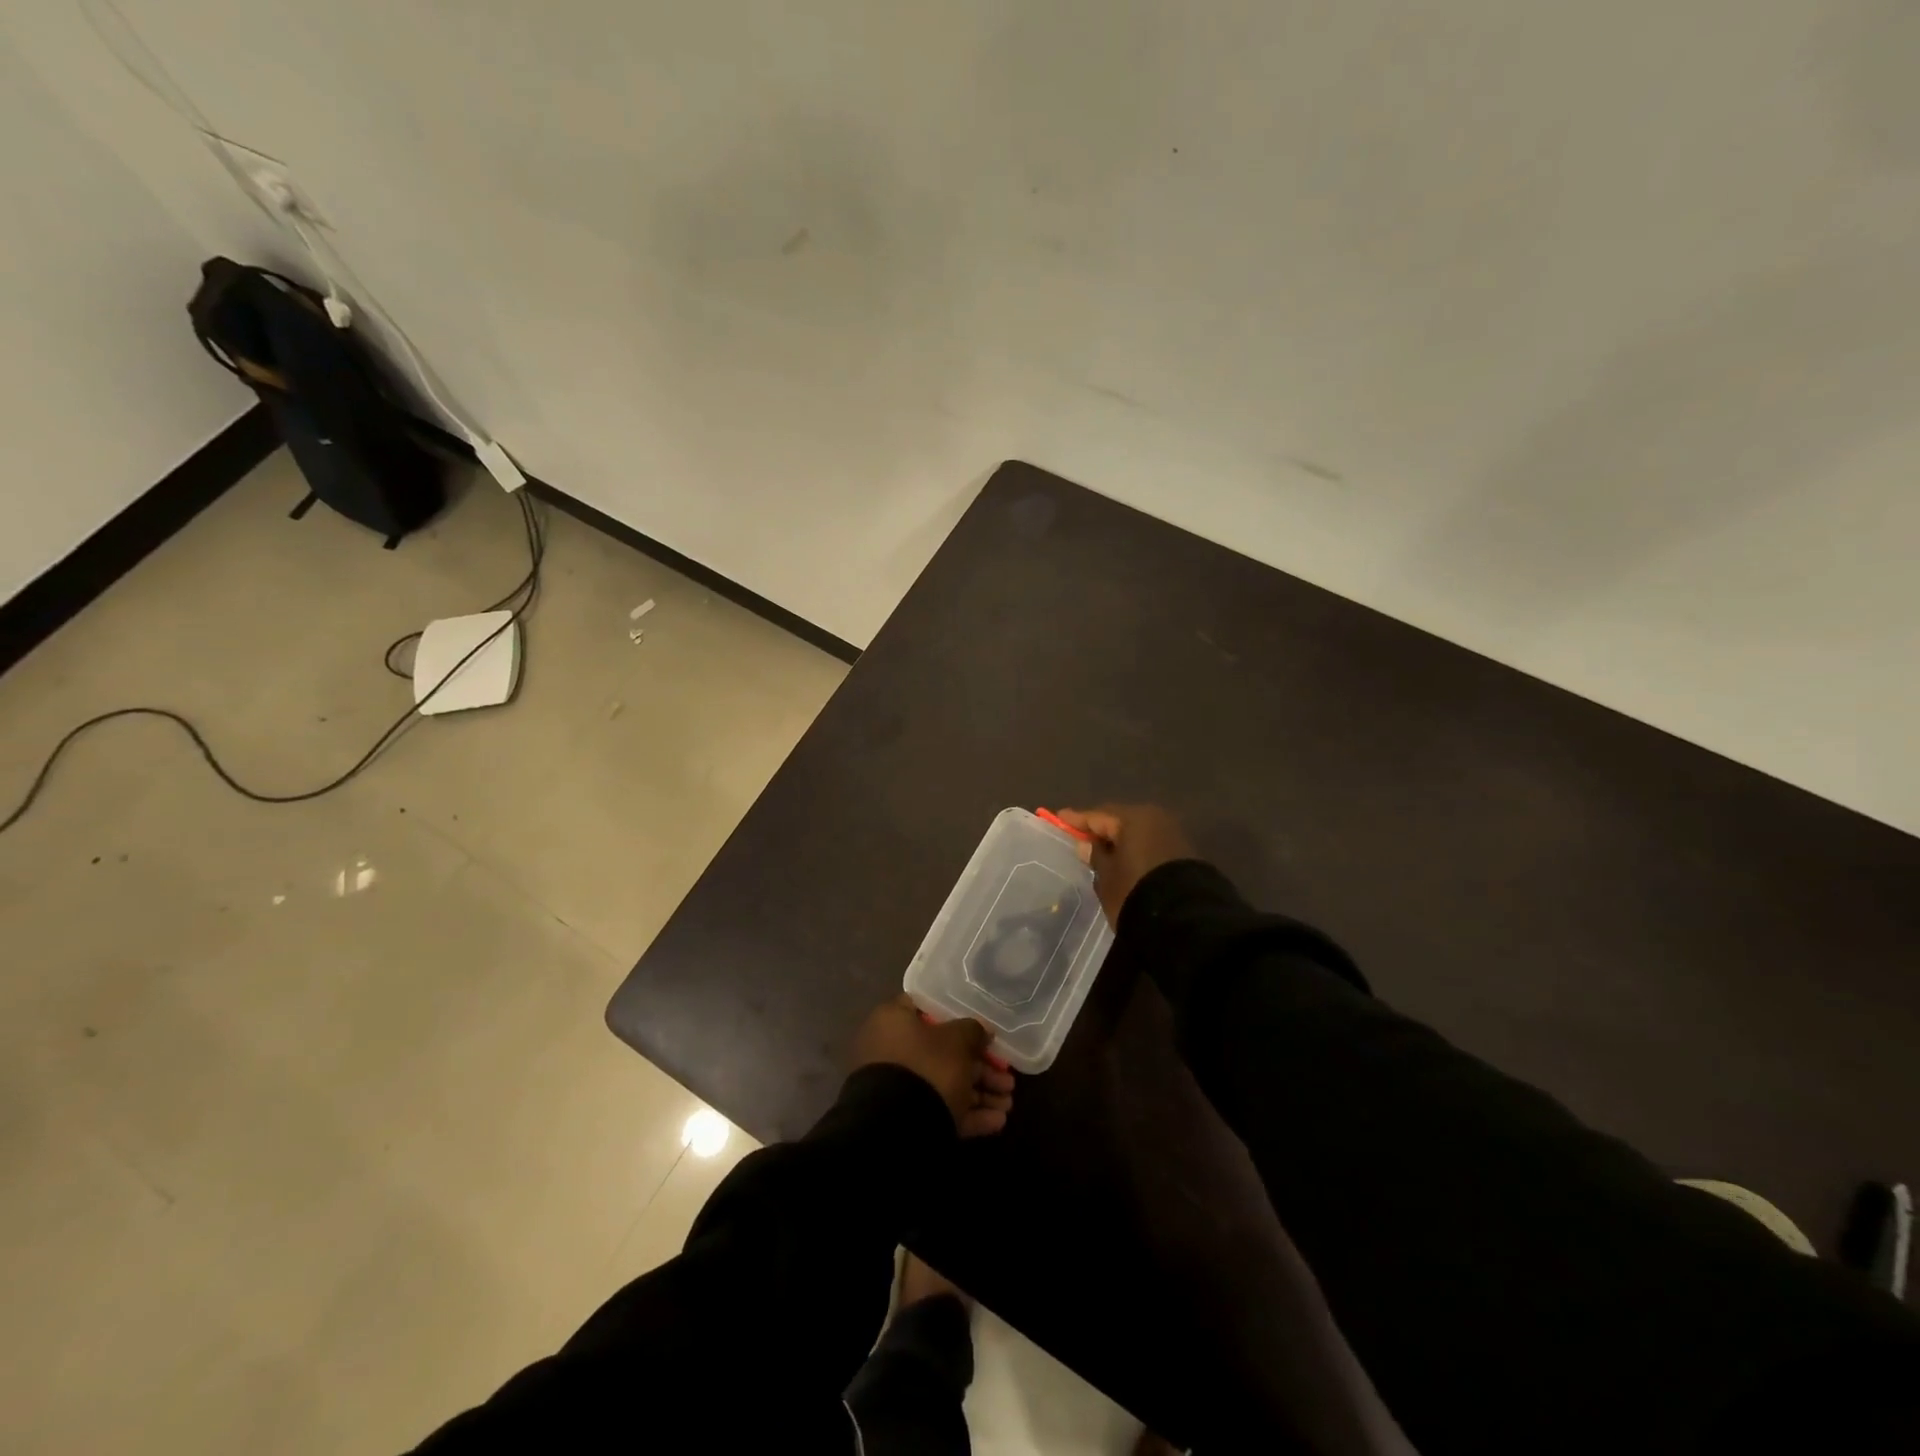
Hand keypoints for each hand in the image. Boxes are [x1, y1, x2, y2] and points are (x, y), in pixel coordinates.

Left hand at [852, 996, 1015, 1137]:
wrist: (897, 1127)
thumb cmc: (927, 1066)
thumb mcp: (957, 1040)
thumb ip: (973, 1030)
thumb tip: (982, 1031)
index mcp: (894, 1020)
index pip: (927, 1008)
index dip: (956, 1016)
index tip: (981, 1027)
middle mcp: (891, 1049)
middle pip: (942, 1052)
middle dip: (980, 1067)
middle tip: (1007, 1078)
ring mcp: (897, 1086)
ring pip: (944, 1084)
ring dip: (979, 1093)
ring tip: (1009, 1103)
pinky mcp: (905, 1117)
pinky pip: (939, 1109)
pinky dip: (968, 1114)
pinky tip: (998, 1121)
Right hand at [1053, 803, 1195, 927]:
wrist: (1183, 920)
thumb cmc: (1135, 892)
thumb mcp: (1107, 877)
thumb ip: (1095, 856)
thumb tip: (1086, 844)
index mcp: (1134, 819)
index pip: (1098, 815)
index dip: (1076, 819)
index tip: (1058, 818)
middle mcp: (1155, 820)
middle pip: (1119, 821)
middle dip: (1099, 828)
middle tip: (1078, 836)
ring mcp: (1172, 836)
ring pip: (1136, 833)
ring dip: (1118, 841)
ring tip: (1100, 851)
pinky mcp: (1183, 854)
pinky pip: (1149, 845)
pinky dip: (1134, 850)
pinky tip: (1123, 861)